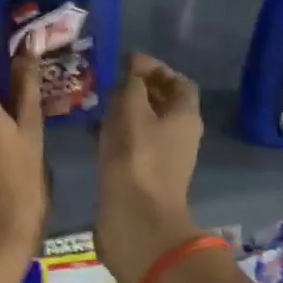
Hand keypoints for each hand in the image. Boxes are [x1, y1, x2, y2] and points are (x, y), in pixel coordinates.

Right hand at [96, 54, 204, 282]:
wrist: (136, 219)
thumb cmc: (137, 157)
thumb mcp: (131, 109)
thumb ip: (132, 83)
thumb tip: (133, 66)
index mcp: (185, 115)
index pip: (179, 82)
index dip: (157, 68)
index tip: (128, 63)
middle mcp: (181, 135)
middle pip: (165, 103)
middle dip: (140, 89)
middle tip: (109, 81)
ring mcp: (165, 158)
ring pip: (148, 125)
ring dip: (127, 112)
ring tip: (99, 103)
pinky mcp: (146, 176)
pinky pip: (135, 145)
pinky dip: (119, 134)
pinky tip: (97, 132)